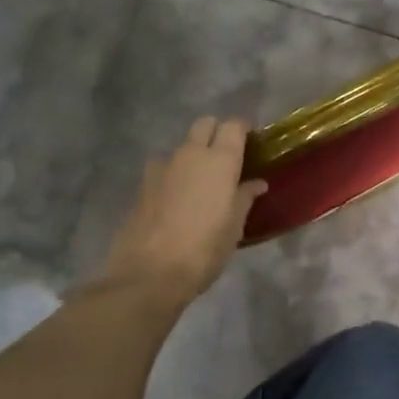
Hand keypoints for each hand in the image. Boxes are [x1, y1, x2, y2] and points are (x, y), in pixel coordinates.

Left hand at [100, 118, 267, 303]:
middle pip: (204, 125)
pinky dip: (174, 174)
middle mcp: (190, 154)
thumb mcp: (234, 227)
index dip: (243, 130)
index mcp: (220, 160)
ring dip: (193, 154)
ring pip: (182, 146)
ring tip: (201, 180)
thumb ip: (244, 198)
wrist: (150, 273)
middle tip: (228, 157)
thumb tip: (256, 183)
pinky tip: (178, 197)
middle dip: (217, 132)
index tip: (252, 142)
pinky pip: (164, 167)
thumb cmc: (204, 250)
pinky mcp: (142, 184)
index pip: (234, 126)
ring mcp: (162, 167)